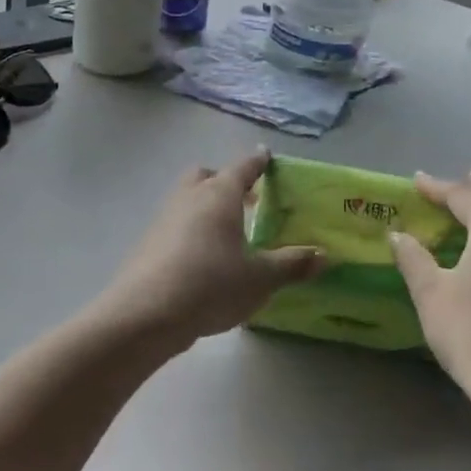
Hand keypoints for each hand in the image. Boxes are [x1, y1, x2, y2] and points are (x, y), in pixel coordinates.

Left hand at [99, 150, 323, 346]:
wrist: (145, 314)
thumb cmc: (210, 284)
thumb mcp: (260, 278)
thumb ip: (291, 264)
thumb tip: (324, 255)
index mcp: (219, 195)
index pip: (242, 168)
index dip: (257, 162)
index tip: (266, 156)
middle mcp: (190, 198)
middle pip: (206, 176)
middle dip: (225, 182)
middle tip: (248, 201)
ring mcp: (164, 219)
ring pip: (188, 200)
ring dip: (207, 208)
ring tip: (230, 234)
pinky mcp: (148, 244)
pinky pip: (176, 225)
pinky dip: (192, 231)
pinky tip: (204, 260)